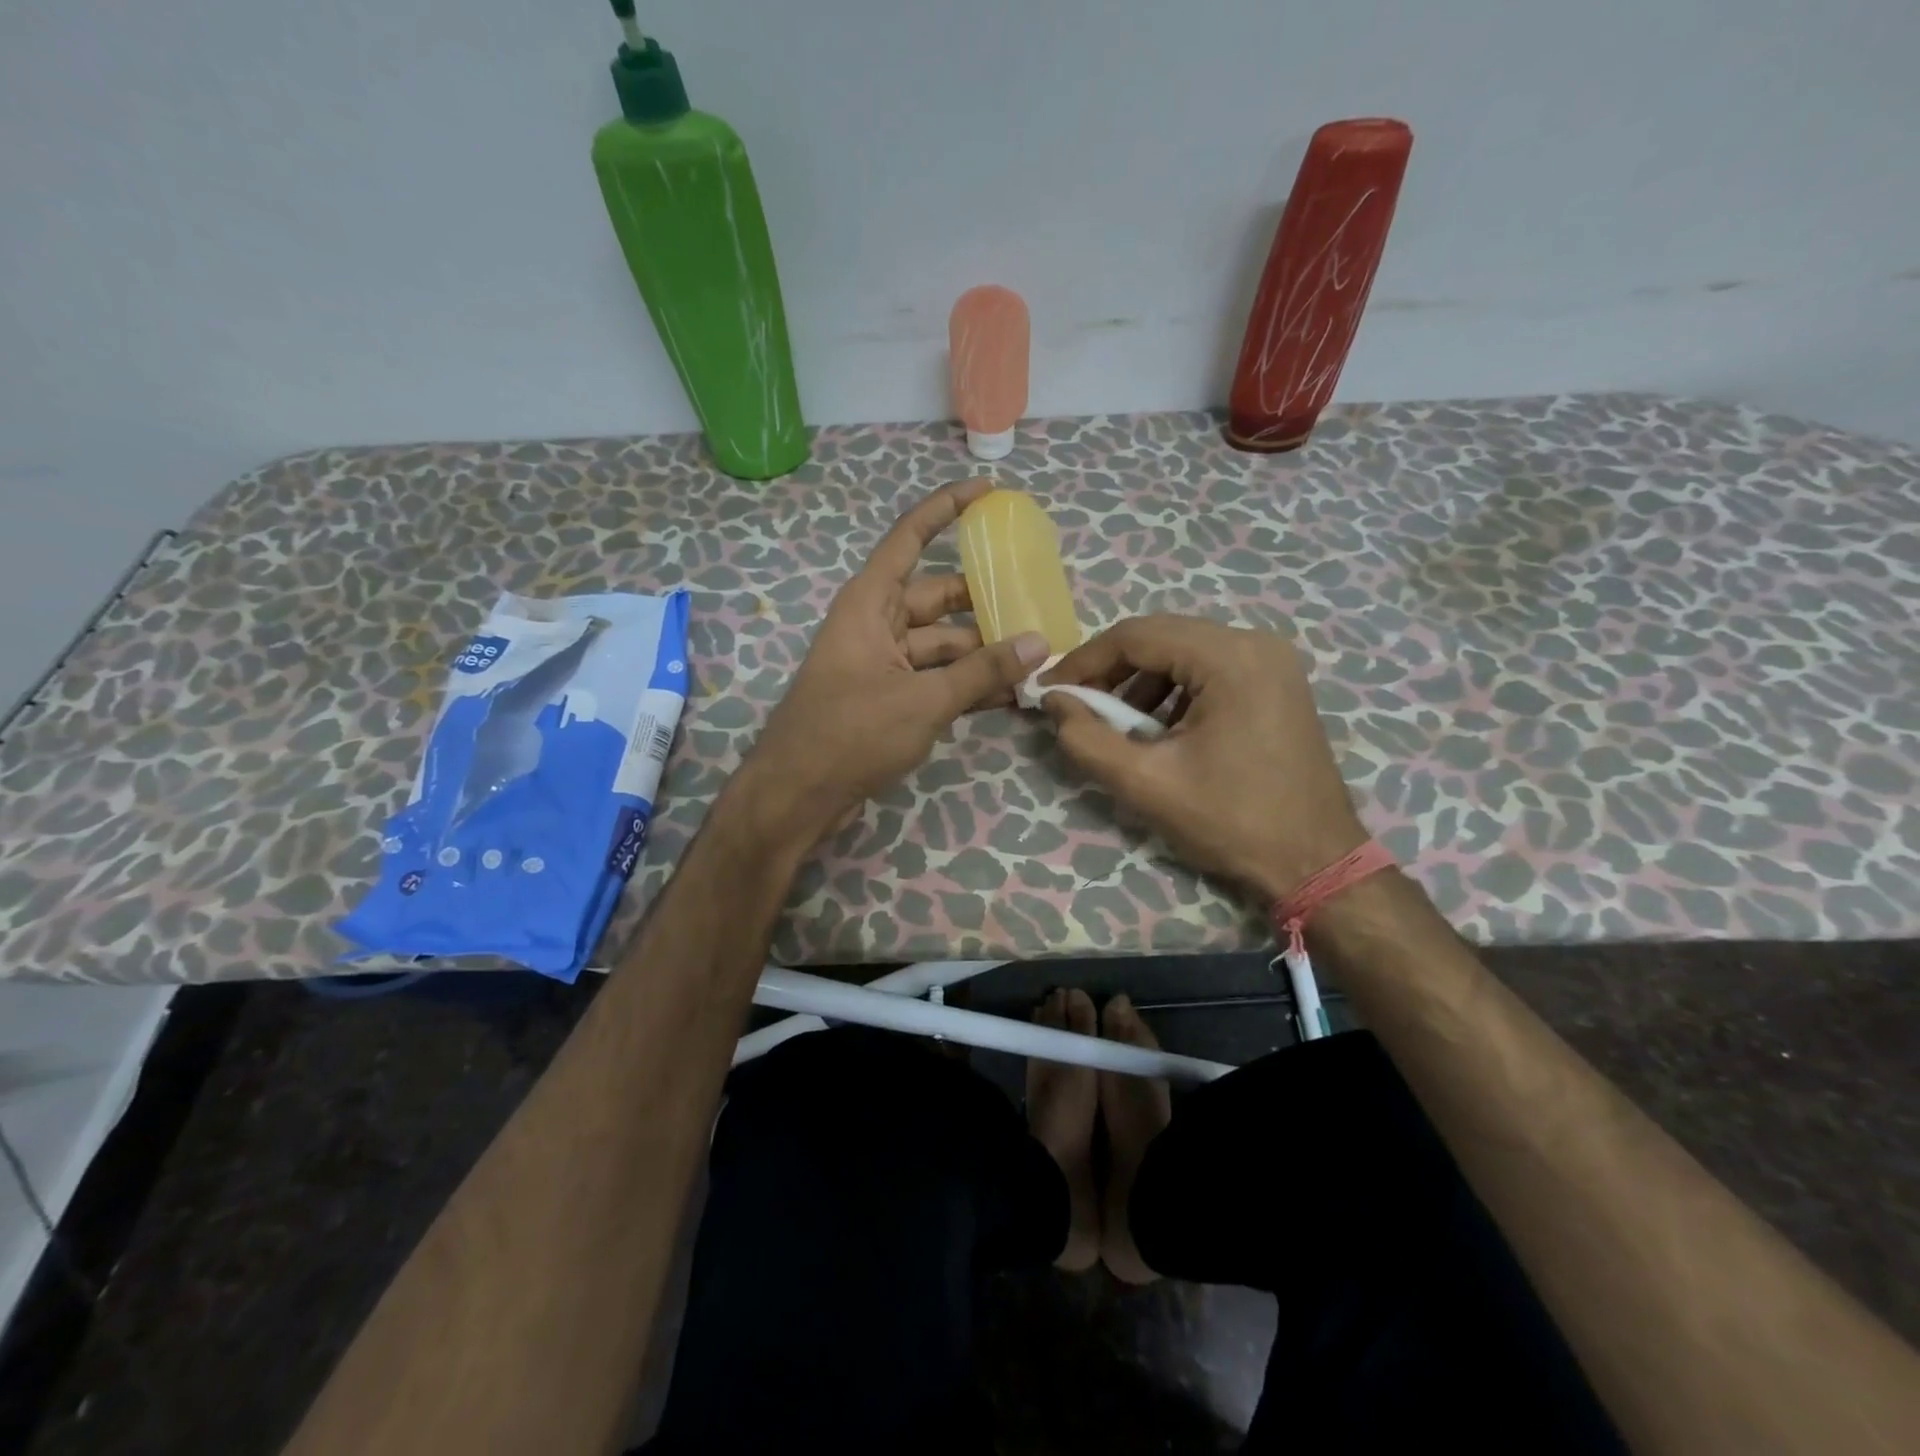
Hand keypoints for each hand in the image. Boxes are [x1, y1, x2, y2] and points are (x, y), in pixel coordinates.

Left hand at [736, 479, 1049, 845]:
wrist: (797, 796)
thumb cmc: (851, 734)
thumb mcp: (923, 700)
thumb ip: (982, 671)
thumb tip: (1040, 643)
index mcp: (870, 603)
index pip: (909, 538)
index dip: (946, 509)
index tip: (988, 493)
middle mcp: (875, 624)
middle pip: (937, 598)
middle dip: (984, 602)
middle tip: (1036, 604)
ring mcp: (882, 664)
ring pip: (941, 644)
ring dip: (982, 652)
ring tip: (1037, 658)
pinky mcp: (888, 699)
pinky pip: (935, 678)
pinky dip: (966, 684)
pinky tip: (1009, 693)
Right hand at [1040, 614, 1365, 902]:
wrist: (1316, 862)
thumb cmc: (1231, 821)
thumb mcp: (1146, 784)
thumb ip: (1087, 739)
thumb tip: (1053, 701)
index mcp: (1229, 657)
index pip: (1136, 635)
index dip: (1084, 660)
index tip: (1049, 691)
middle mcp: (1255, 642)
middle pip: (1161, 637)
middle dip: (1111, 670)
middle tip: (1076, 705)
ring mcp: (1272, 661)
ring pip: (1184, 652)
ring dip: (1141, 682)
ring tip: (1116, 725)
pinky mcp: (1277, 682)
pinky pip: (1210, 669)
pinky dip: (1174, 691)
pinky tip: (1160, 730)